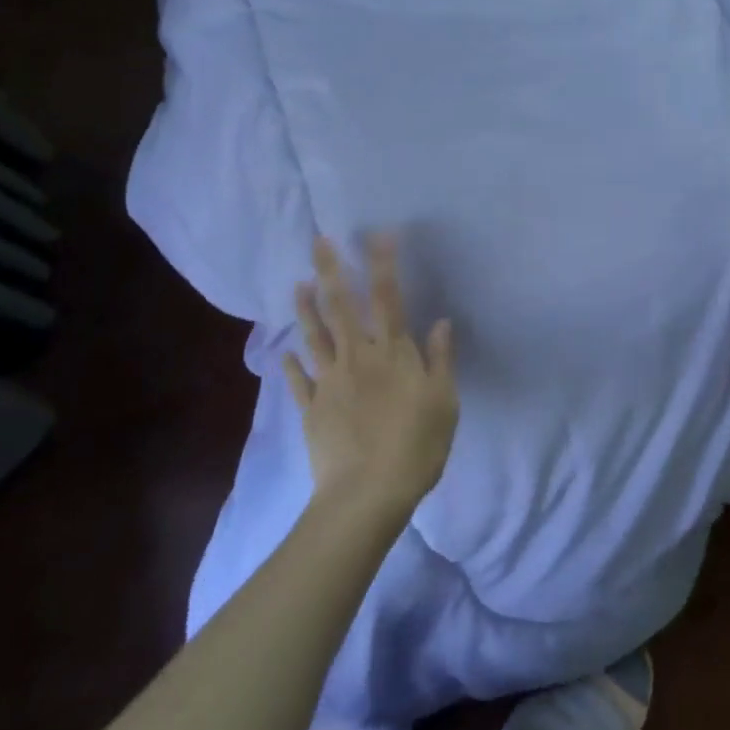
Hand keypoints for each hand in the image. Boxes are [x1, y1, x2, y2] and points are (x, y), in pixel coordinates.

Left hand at [285, 235, 457, 521]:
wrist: (367, 494)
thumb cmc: (416, 446)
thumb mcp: (444, 401)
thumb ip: (440, 359)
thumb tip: (442, 321)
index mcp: (392, 352)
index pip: (387, 297)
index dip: (383, 264)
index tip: (379, 235)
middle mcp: (357, 357)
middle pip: (342, 306)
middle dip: (331, 270)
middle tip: (318, 241)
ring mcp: (329, 382)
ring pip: (315, 336)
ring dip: (306, 308)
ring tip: (298, 283)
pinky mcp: (311, 409)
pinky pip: (298, 381)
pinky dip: (291, 364)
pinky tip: (284, 351)